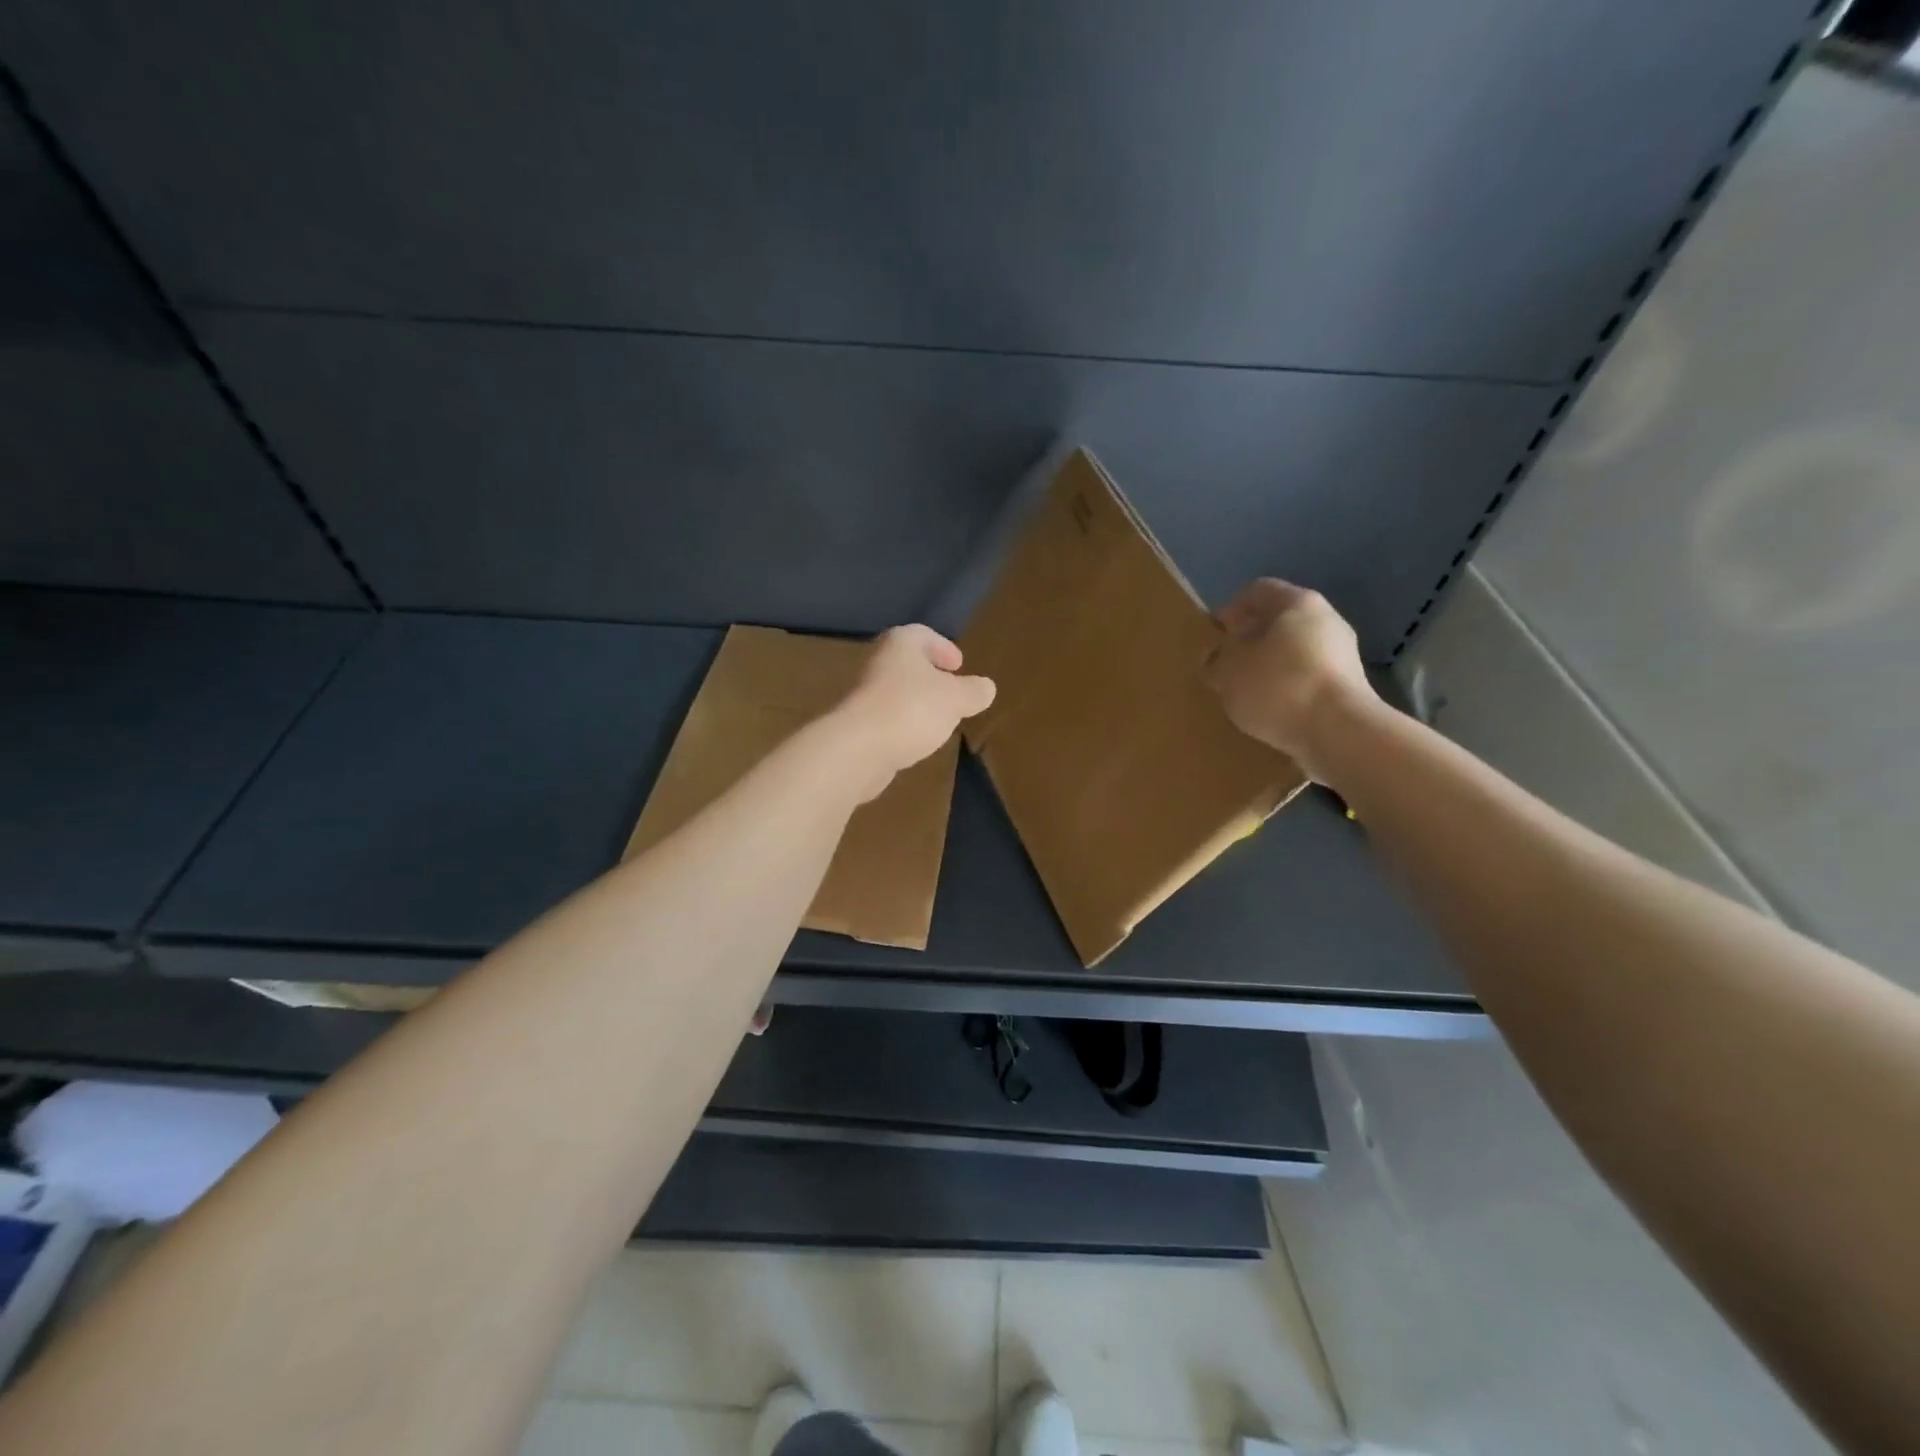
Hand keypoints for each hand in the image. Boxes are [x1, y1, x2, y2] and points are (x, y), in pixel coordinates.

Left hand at [832, 625, 995, 799]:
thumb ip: (973, 691)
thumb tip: (986, 687)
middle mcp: (878, 662)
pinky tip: (917, 740)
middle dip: (930, 676)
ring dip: (917, 701)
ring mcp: (863, 694)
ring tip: (939, 719)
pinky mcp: (857, 724)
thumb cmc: (912, 709)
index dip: (943, 647)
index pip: (923, 634)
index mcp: (901, 644)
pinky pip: (887, 717)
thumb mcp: (956, 699)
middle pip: (908, 663)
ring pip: (897, 690)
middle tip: (952, 691)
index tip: (958, 665)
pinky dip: (904, 723)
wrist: (859, 748)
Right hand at [1205, 579, 1379, 782]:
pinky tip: (1269, 710)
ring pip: (1293, 652)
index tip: (1213, 635)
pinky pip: (1306, 679)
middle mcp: (1326, 620)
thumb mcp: (1229, 672)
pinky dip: (1286, 689)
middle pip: (1279, 621)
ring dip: (1268, 667)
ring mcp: (1342, 655)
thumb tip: (1216, 659)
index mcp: (1297, 603)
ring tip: (1244, 692)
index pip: (1257, 591)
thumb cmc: (1278, 687)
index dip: (1230, 609)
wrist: (1340, 733)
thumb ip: (1216, 660)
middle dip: (1250, 640)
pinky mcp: (1347, 688)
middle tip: (1225, 664)